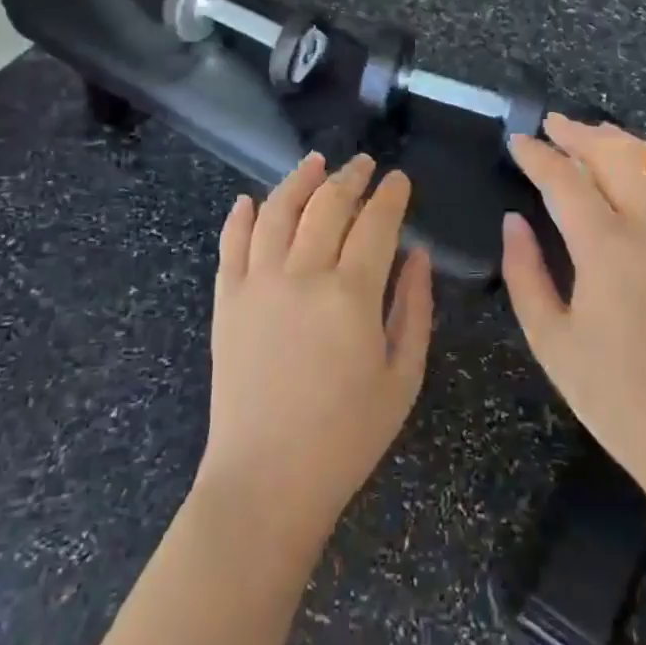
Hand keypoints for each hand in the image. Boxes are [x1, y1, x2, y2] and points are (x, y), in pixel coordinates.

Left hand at [195, 154, 432, 551]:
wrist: (266, 481)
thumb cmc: (346, 436)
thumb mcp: (403, 378)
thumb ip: (415, 309)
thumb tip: (418, 255)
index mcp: (351, 295)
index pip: (376, 223)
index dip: (391, 196)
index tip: (399, 180)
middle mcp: (302, 275)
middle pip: (327, 205)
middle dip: (350, 177)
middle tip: (364, 164)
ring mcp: (257, 284)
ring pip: (277, 210)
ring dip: (299, 180)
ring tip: (315, 163)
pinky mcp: (226, 300)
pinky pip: (231, 244)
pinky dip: (241, 216)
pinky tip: (251, 200)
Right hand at [501, 116, 645, 495]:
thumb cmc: (618, 397)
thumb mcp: (551, 341)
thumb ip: (525, 273)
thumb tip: (514, 222)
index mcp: (606, 248)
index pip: (564, 180)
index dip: (537, 156)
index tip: (517, 142)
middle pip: (615, 154)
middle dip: (579, 134)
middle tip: (552, 125)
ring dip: (622, 140)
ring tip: (596, 133)